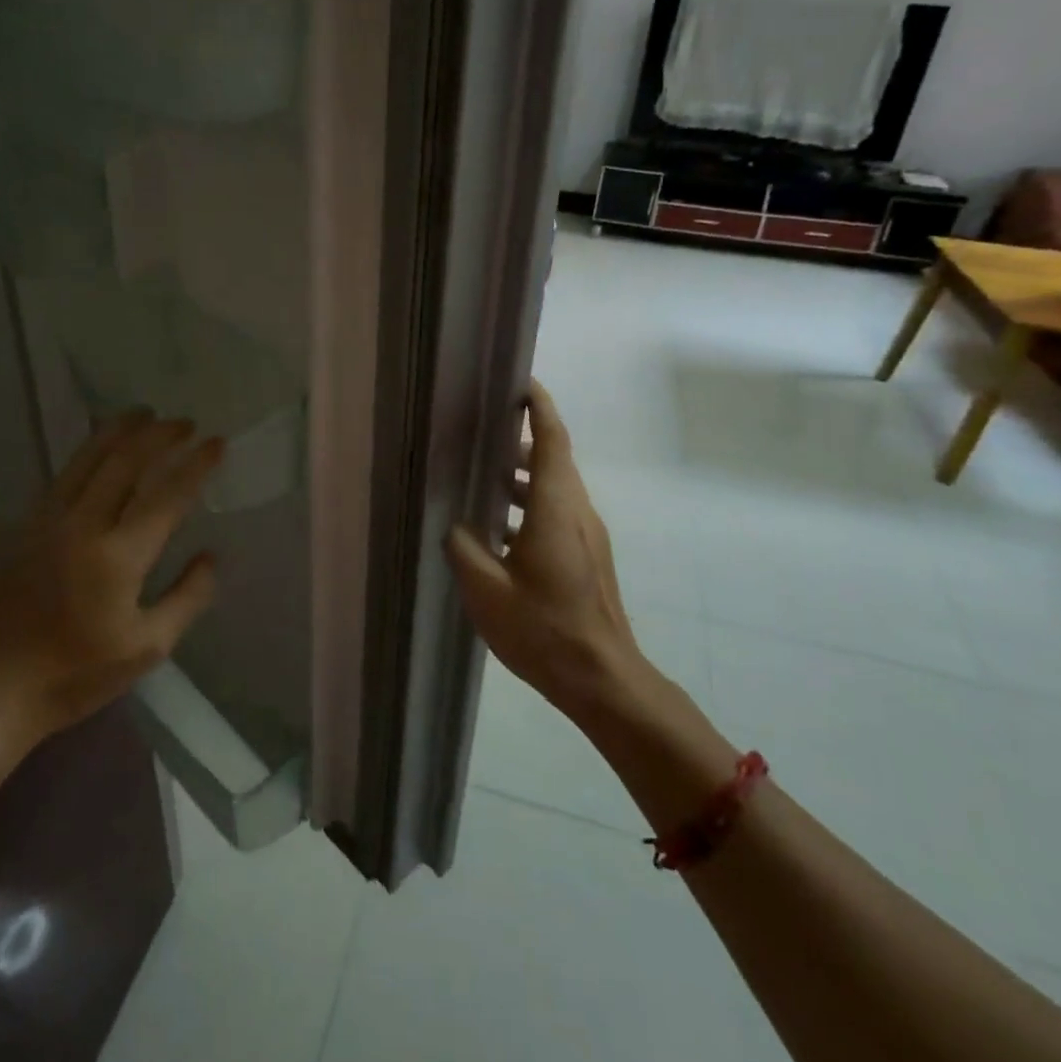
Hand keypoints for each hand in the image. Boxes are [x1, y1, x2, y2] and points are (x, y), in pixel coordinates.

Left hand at [0, 409, 223, 740]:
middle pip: (126, 461)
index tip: (217, 443)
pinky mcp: (28, 526)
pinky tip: (101, 444)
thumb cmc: (75, 674)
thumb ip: (187, 598)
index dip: (196, 465)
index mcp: (119, 557)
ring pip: (89, 458)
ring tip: (145, 414)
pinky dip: (89, 450)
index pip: (167, 495)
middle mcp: (84, 526)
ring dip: (121, 430)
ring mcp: (50, 521)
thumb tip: (210, 556)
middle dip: (160, 435)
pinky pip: (65, 473)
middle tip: (185, 423)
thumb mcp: (147, 648)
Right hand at [446, 381, 643, 718]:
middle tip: (485, 429)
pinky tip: (500, 529)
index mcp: (555, 509)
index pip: (551, 441)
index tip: (522, 383)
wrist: (603, 678)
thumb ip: (464, 548)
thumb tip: (457, 526)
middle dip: (523, 438)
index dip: (540, 407)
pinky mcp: (588, 557)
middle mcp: (577, 512)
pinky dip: (531, 503)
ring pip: (556, 487)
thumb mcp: (486, 591)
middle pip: (554, 459)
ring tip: (485, 475)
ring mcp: (587, 535)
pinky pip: (559, 511)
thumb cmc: (544, 630)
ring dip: (524, 474)